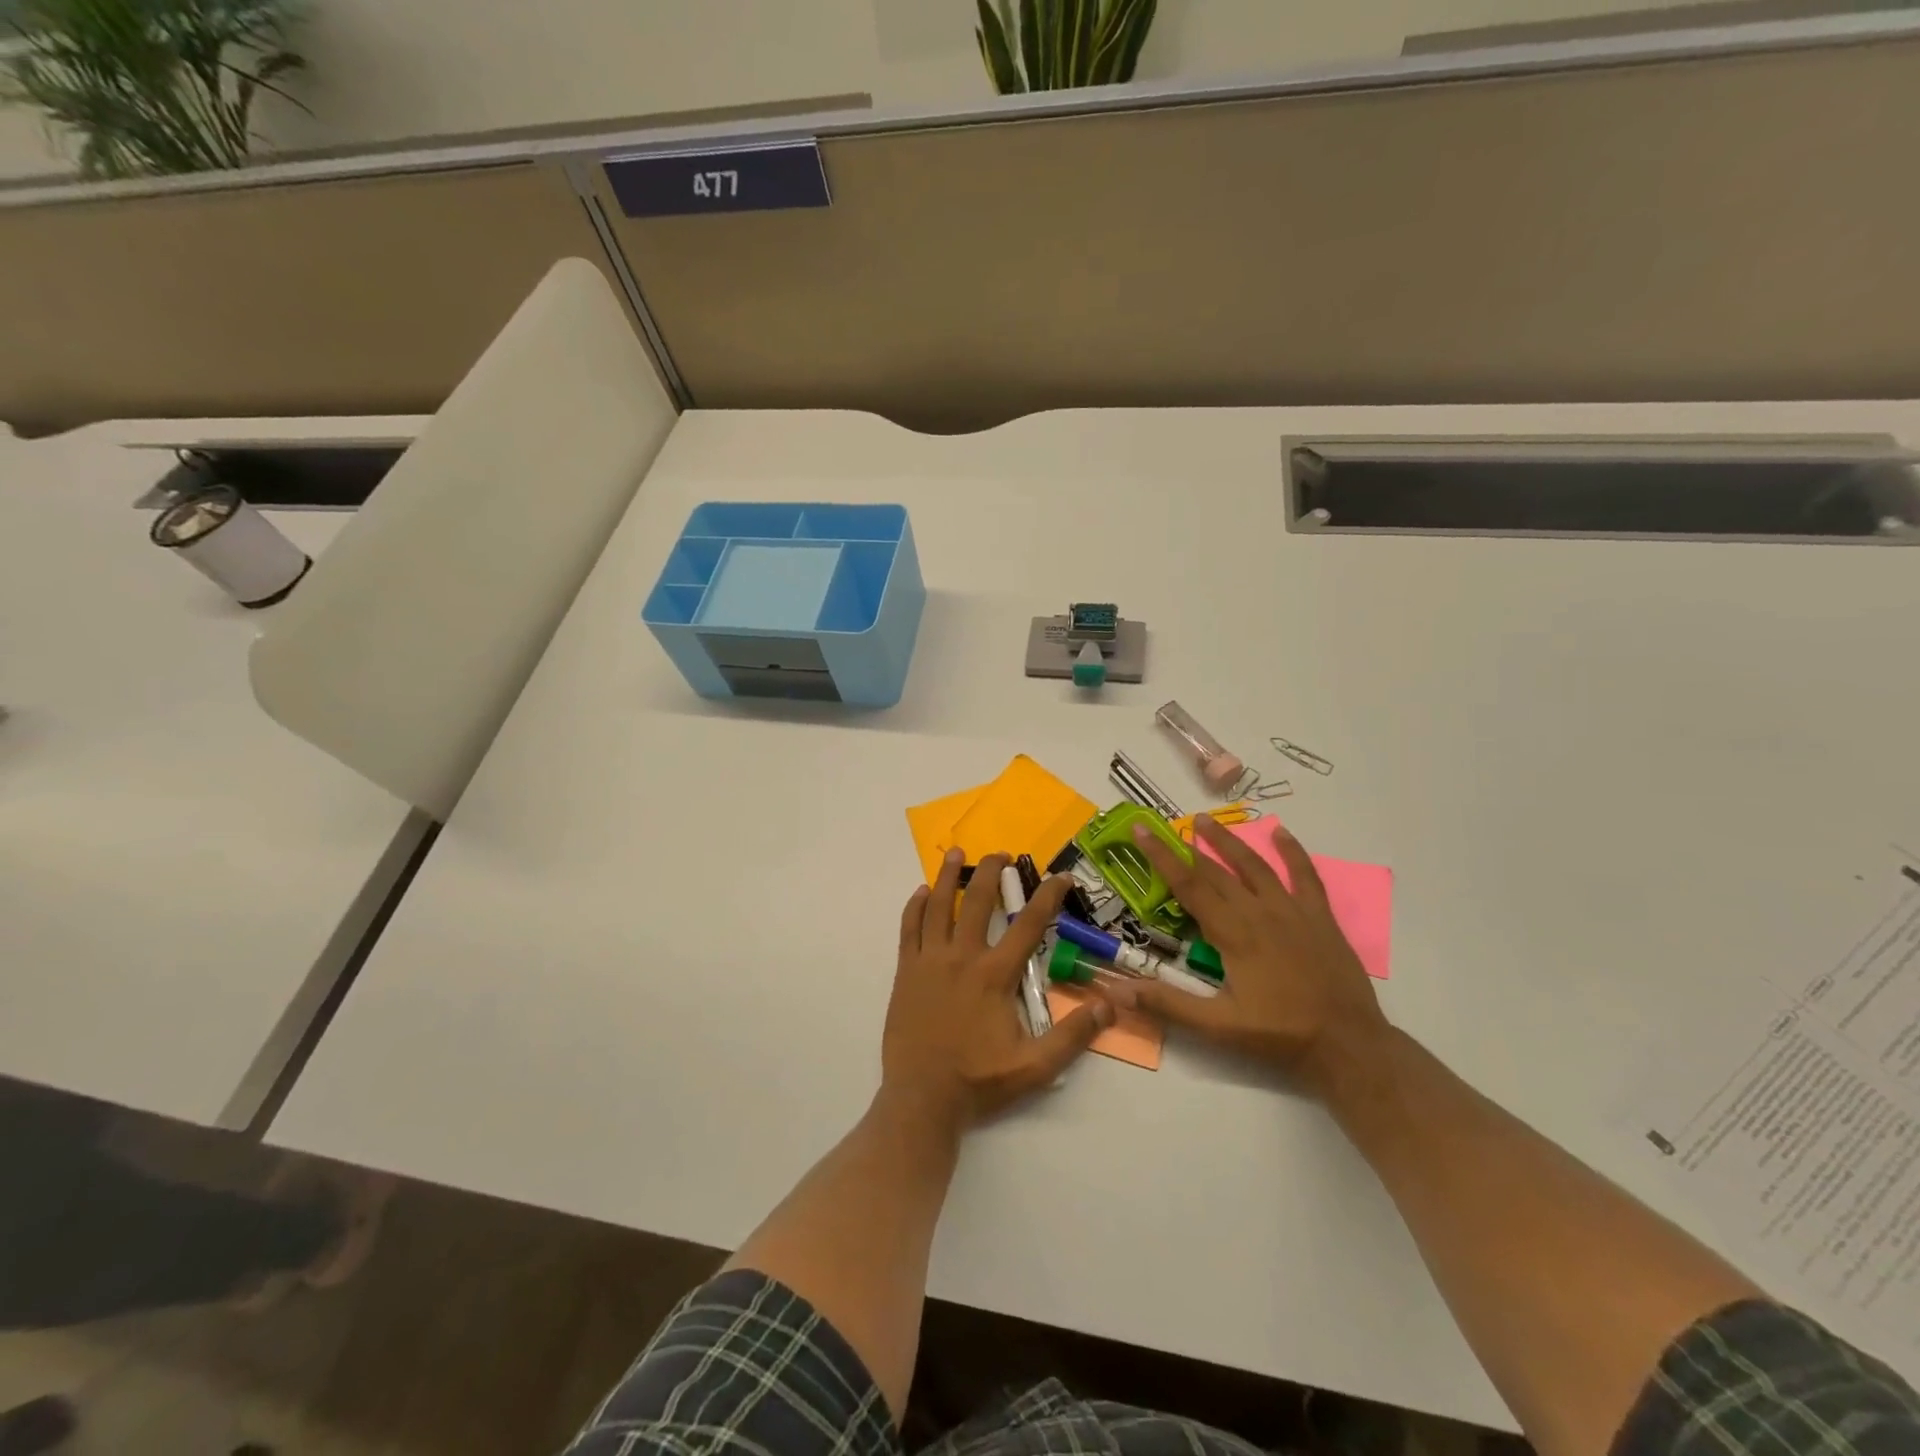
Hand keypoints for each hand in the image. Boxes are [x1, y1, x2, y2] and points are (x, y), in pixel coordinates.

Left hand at [883, 848, 1114, 1133]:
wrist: (921, 1099)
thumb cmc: (979, 1082)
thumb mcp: (1036, 1067)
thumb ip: (1073, 1034)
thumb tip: (1111, 1004)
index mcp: (994, 975)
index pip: (1028, 925)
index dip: (1048, 897)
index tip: (1061, 877)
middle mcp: (961, 957)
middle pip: (976, 901)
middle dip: (991, 872)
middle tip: (1002, 854)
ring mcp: (929, 961)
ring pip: (938, 906)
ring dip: (949, 877)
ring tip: (957, 853)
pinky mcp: (906, 972)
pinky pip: (909, 928)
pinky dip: (915, 907)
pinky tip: (922, 892)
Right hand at [1123, 816, 1390, 1096]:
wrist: (1347, 1044)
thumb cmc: (1278, 1034)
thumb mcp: (1217, 1026)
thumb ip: (1167, 1004)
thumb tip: (1117, 992)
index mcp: (1232, 933)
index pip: (1188, 886)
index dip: (1161, 857)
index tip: (1142, 830)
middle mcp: (1258, 912)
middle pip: (1215, 872)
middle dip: (1186, 847)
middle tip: (1163, 825)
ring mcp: (1292, 910)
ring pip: (1254, 866)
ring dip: (1228, 842)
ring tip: (1205, 820)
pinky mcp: (1319, 917)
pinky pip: (1305, 876)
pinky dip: (1293, 852)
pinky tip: (1281, 833)